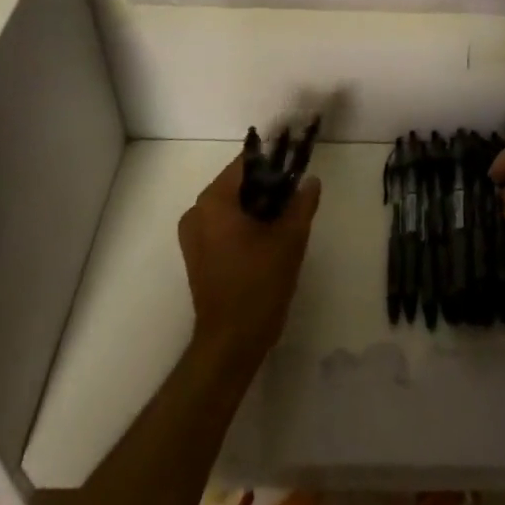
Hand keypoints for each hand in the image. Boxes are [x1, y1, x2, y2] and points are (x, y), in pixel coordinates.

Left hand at [178, 158, 320, 373]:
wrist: (231, 343)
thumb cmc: (259, 285)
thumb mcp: (290, 239)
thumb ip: (302, 203)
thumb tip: (311, 181)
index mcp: (214, 201)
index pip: (246, 163)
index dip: (274, 161)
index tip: (296, 165)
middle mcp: (197, 211)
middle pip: (237, 183)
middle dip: (267, 185)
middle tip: (295, 196)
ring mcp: (193, 235)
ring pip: (231, 204)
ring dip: (257, 205)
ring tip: (285, 218)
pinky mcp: (196, 254)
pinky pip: (222, 223)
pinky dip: (244, 223)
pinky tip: (267, 237)